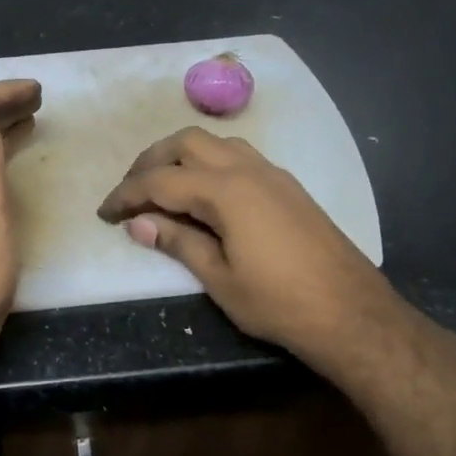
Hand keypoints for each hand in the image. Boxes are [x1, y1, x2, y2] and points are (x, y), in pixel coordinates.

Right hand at [96, 127, 403, 379]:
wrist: (351, 312)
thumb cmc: (278, 302)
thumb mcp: (219, 278)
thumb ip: (178, 242)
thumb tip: (139, 224)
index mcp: (226, 191)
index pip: (160, 181)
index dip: (126, 195)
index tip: (104, 212)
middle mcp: (248, 169)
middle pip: (186, 142)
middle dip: (150, 161)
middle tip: (131, 192)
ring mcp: (272, 173)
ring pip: (215, 143)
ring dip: (182, 156)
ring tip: (163, 187)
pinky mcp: (287, 186)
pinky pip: (238, 156)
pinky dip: (209, 163)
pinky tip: (205, 193)